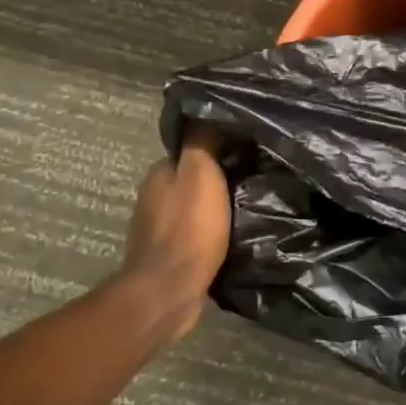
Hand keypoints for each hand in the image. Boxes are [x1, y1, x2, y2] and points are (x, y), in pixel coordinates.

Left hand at [116, 124, 232, 342]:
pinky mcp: (169, 258)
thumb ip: (202, 141)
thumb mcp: (201, 172)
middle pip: (190, 181)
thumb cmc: (189, 227)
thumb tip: (205, 113)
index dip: (216, 149)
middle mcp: (153, 199)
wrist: (170, 290)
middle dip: (217, 180)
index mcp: (159, 174)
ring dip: (214, 209)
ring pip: (193, 209)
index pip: (188, 151)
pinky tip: (231, 237)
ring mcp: (157, 231)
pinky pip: (195, 236)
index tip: (244, 152)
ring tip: (247, 209)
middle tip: (252, 180)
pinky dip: (210, 234)